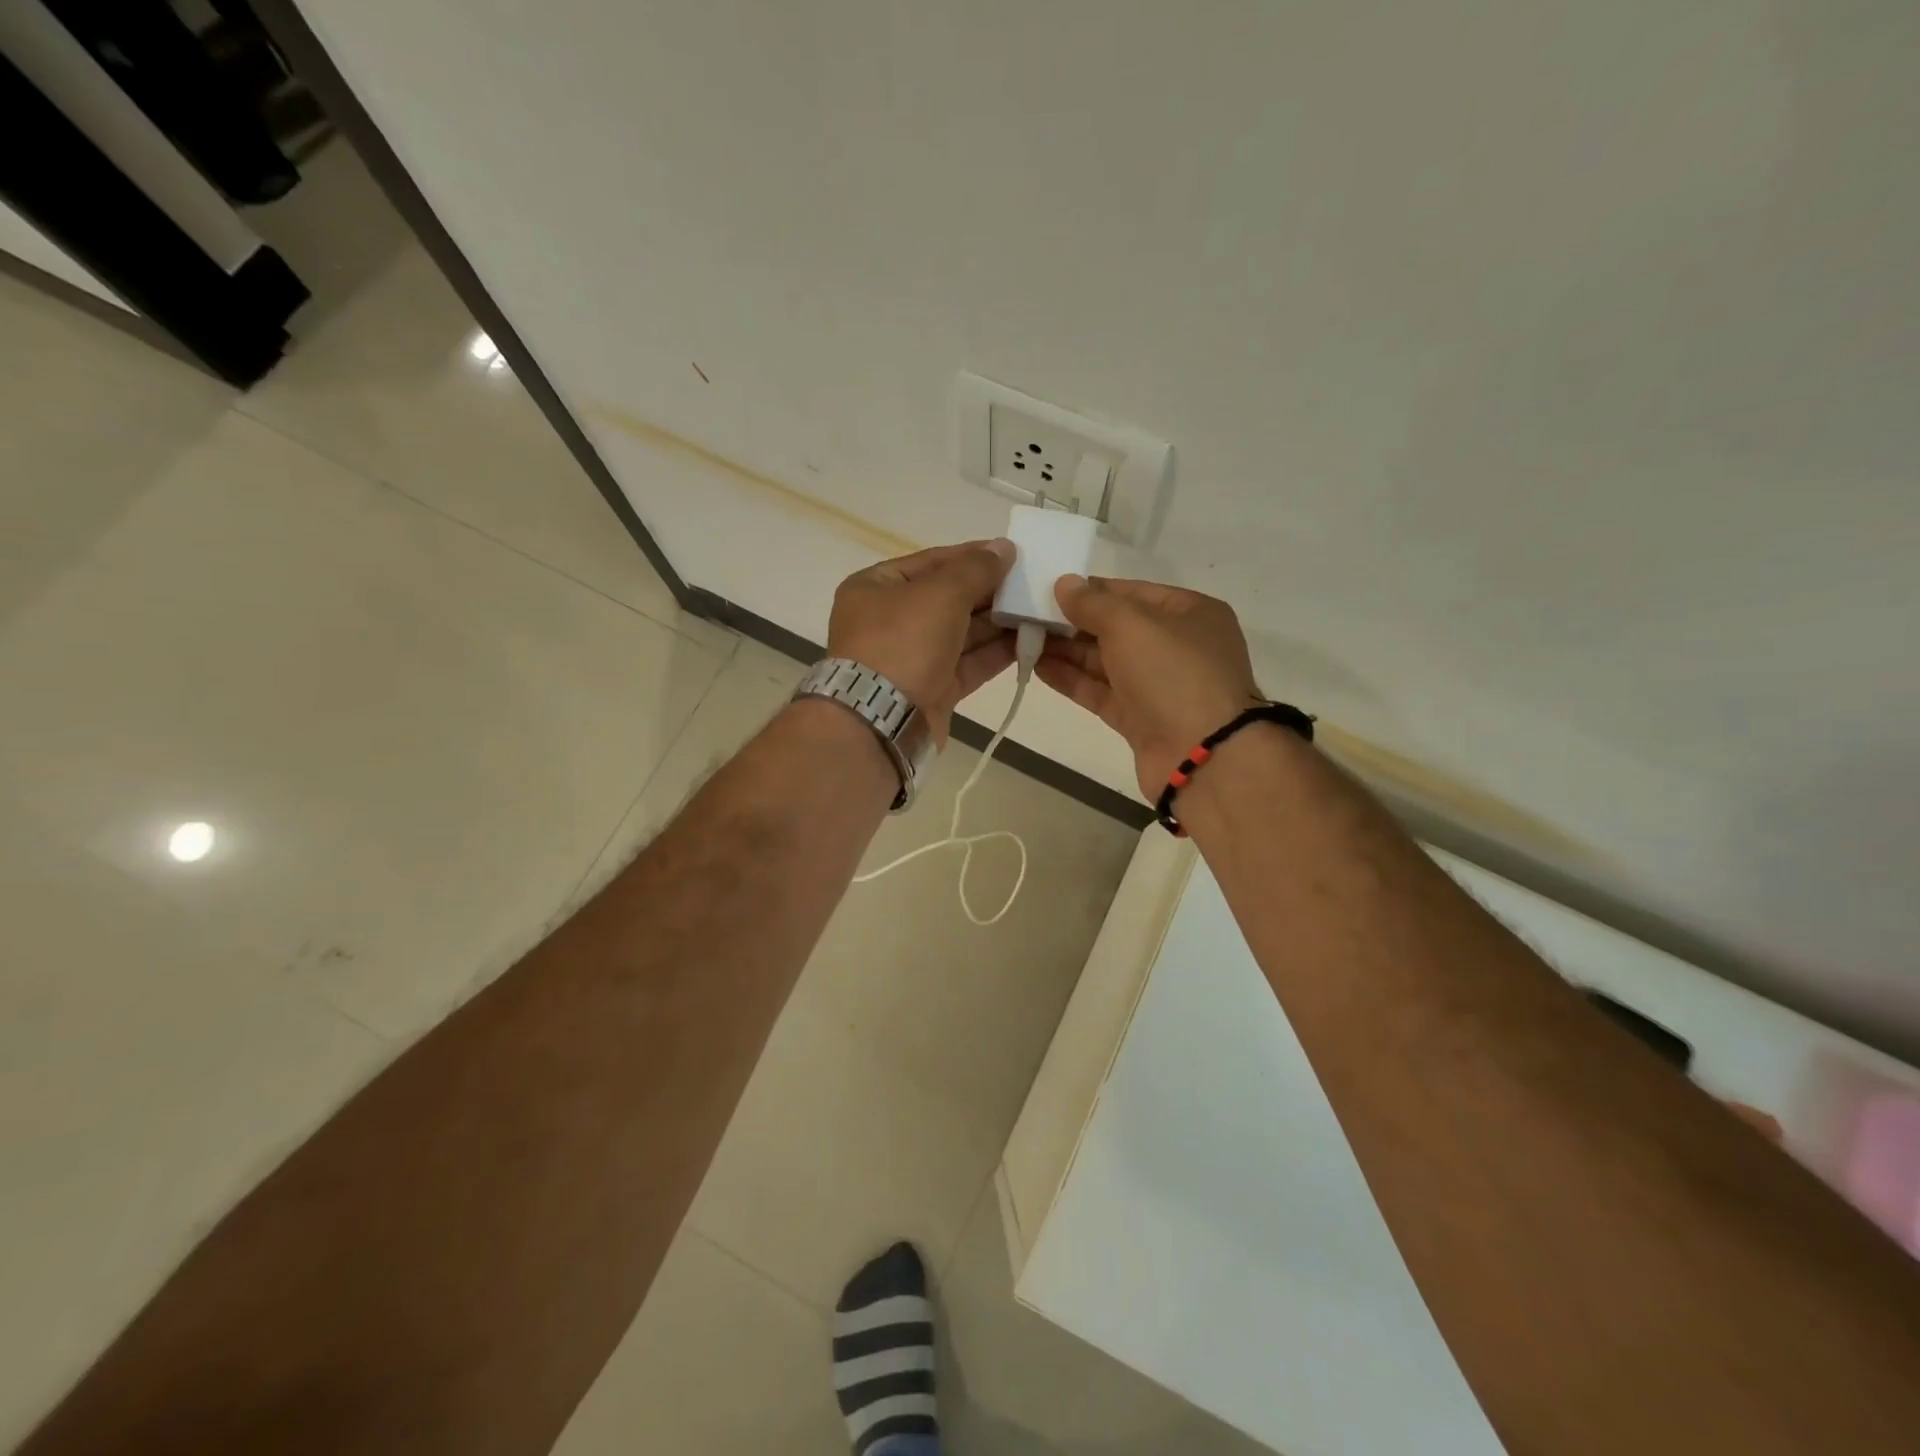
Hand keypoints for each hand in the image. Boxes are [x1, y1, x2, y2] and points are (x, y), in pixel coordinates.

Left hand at [826, 539, 1016, 744]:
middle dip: (989, 592)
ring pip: (961, 633)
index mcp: (876, 587)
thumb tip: (1003, 548)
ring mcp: (910, 658)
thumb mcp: (940, 593)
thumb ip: (975, 569)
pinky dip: (995, 653)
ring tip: (1037, 611)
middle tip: (1030, 584)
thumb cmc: (902, 642)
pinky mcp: (931, 690)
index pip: (931, 561)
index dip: (972, 556)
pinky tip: (1028, 642)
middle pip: (948, 598)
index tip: (1010, 554)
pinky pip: (967, 664)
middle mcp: (890, 621)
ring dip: (997, 623)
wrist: (881, 721)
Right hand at [1037, 575, 1264, 798]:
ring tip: (1025, 639)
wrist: (1202, 756)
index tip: (1049, 589)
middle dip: (1073, 622)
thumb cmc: (1173, 673)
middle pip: (1117, 628)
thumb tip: (1065, 584)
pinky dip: (1072, 680)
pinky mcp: (1140, 719)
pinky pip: (1101, 692)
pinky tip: (1039, 667)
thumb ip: (1093, 603)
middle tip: (1028, 616)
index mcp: (1190, 613)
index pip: (1132, 592)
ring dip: (1067, 651)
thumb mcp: (1131, 624)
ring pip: (1106, 662)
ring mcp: (1158, 686)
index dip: (1091, 590)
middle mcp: (1177, 646)